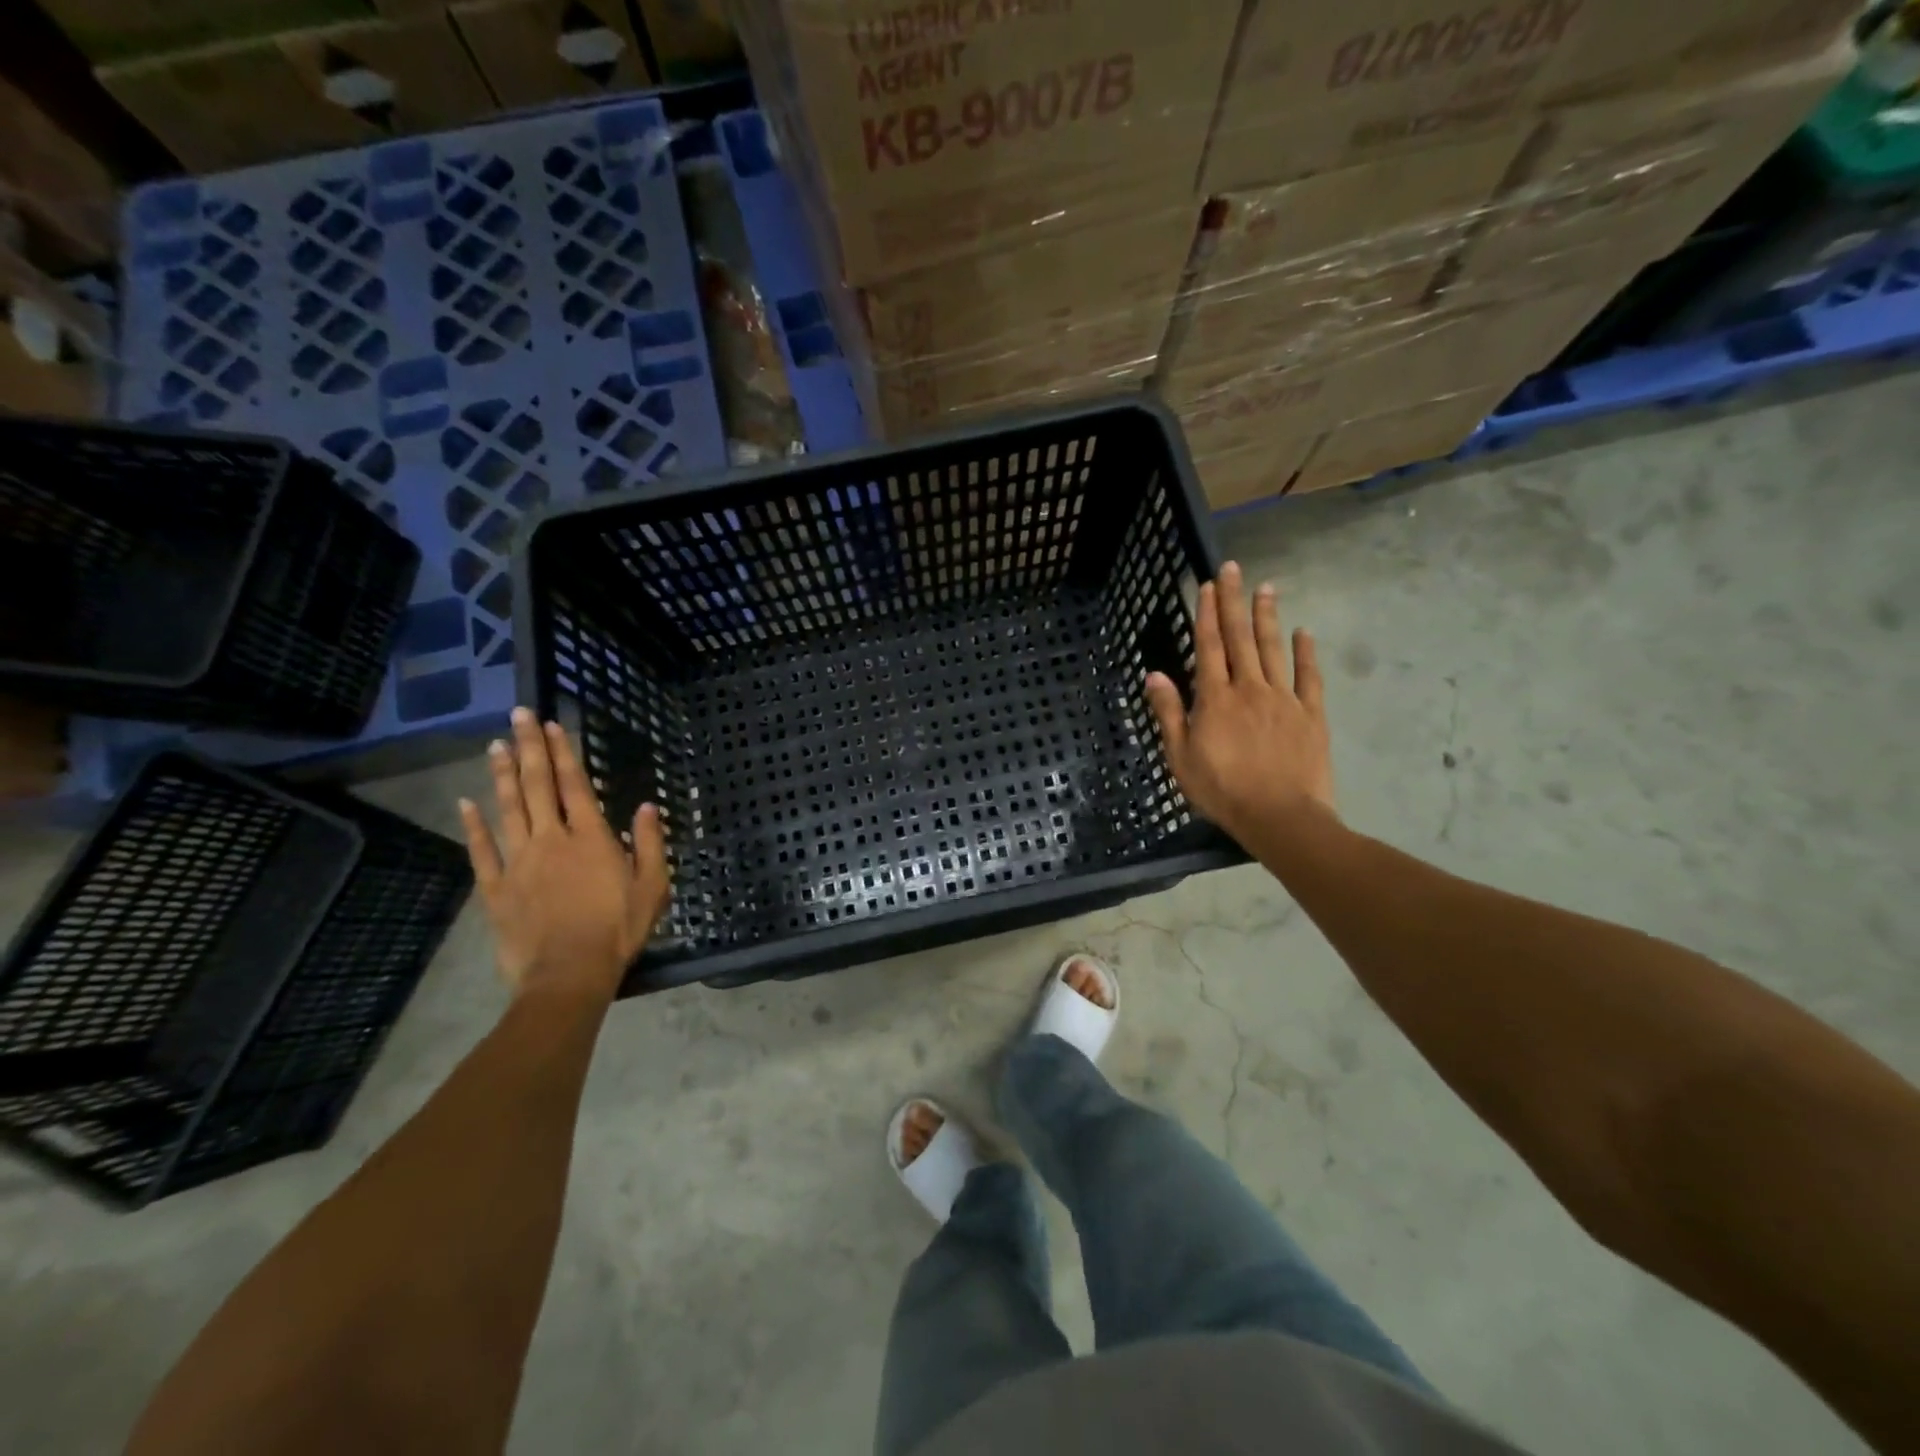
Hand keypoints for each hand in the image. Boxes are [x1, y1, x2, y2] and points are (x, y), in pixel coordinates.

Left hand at [459, 708, 669, 1003]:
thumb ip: (651, 843)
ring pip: (508, 809)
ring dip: (501, 775)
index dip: (563, 752)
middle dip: (529, 747)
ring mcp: (518, 862)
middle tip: (519, 715)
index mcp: (590, 837)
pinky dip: (474, 825)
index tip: (553, 724)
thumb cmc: (618, 929)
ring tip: (495, 745)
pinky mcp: (496, 888)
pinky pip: (482, 850)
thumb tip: (647, 806)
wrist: (568, 974)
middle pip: (537, 786)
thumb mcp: (653, 886)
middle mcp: (551, 839)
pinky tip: (467, 803)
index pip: (574, 784)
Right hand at [1144, 561, 1334, 850]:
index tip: (1208, 584)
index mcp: (1215, 699)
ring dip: (1267, 617)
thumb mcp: (1181, 757)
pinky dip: (1306, 653)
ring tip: (1266, 587)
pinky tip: (1303, 632)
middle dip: (1234, 601)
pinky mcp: (1311, 714)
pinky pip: (1309, 677)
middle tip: (1235, 568)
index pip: (1209, 647)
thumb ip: (1169, 713)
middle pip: (1240, 638)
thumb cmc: (1222, 790)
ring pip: (1273, 649)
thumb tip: (1155, 675)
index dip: (1207, 614)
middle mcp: (1249, 689)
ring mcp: (1283, 699)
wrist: (1280, 817)